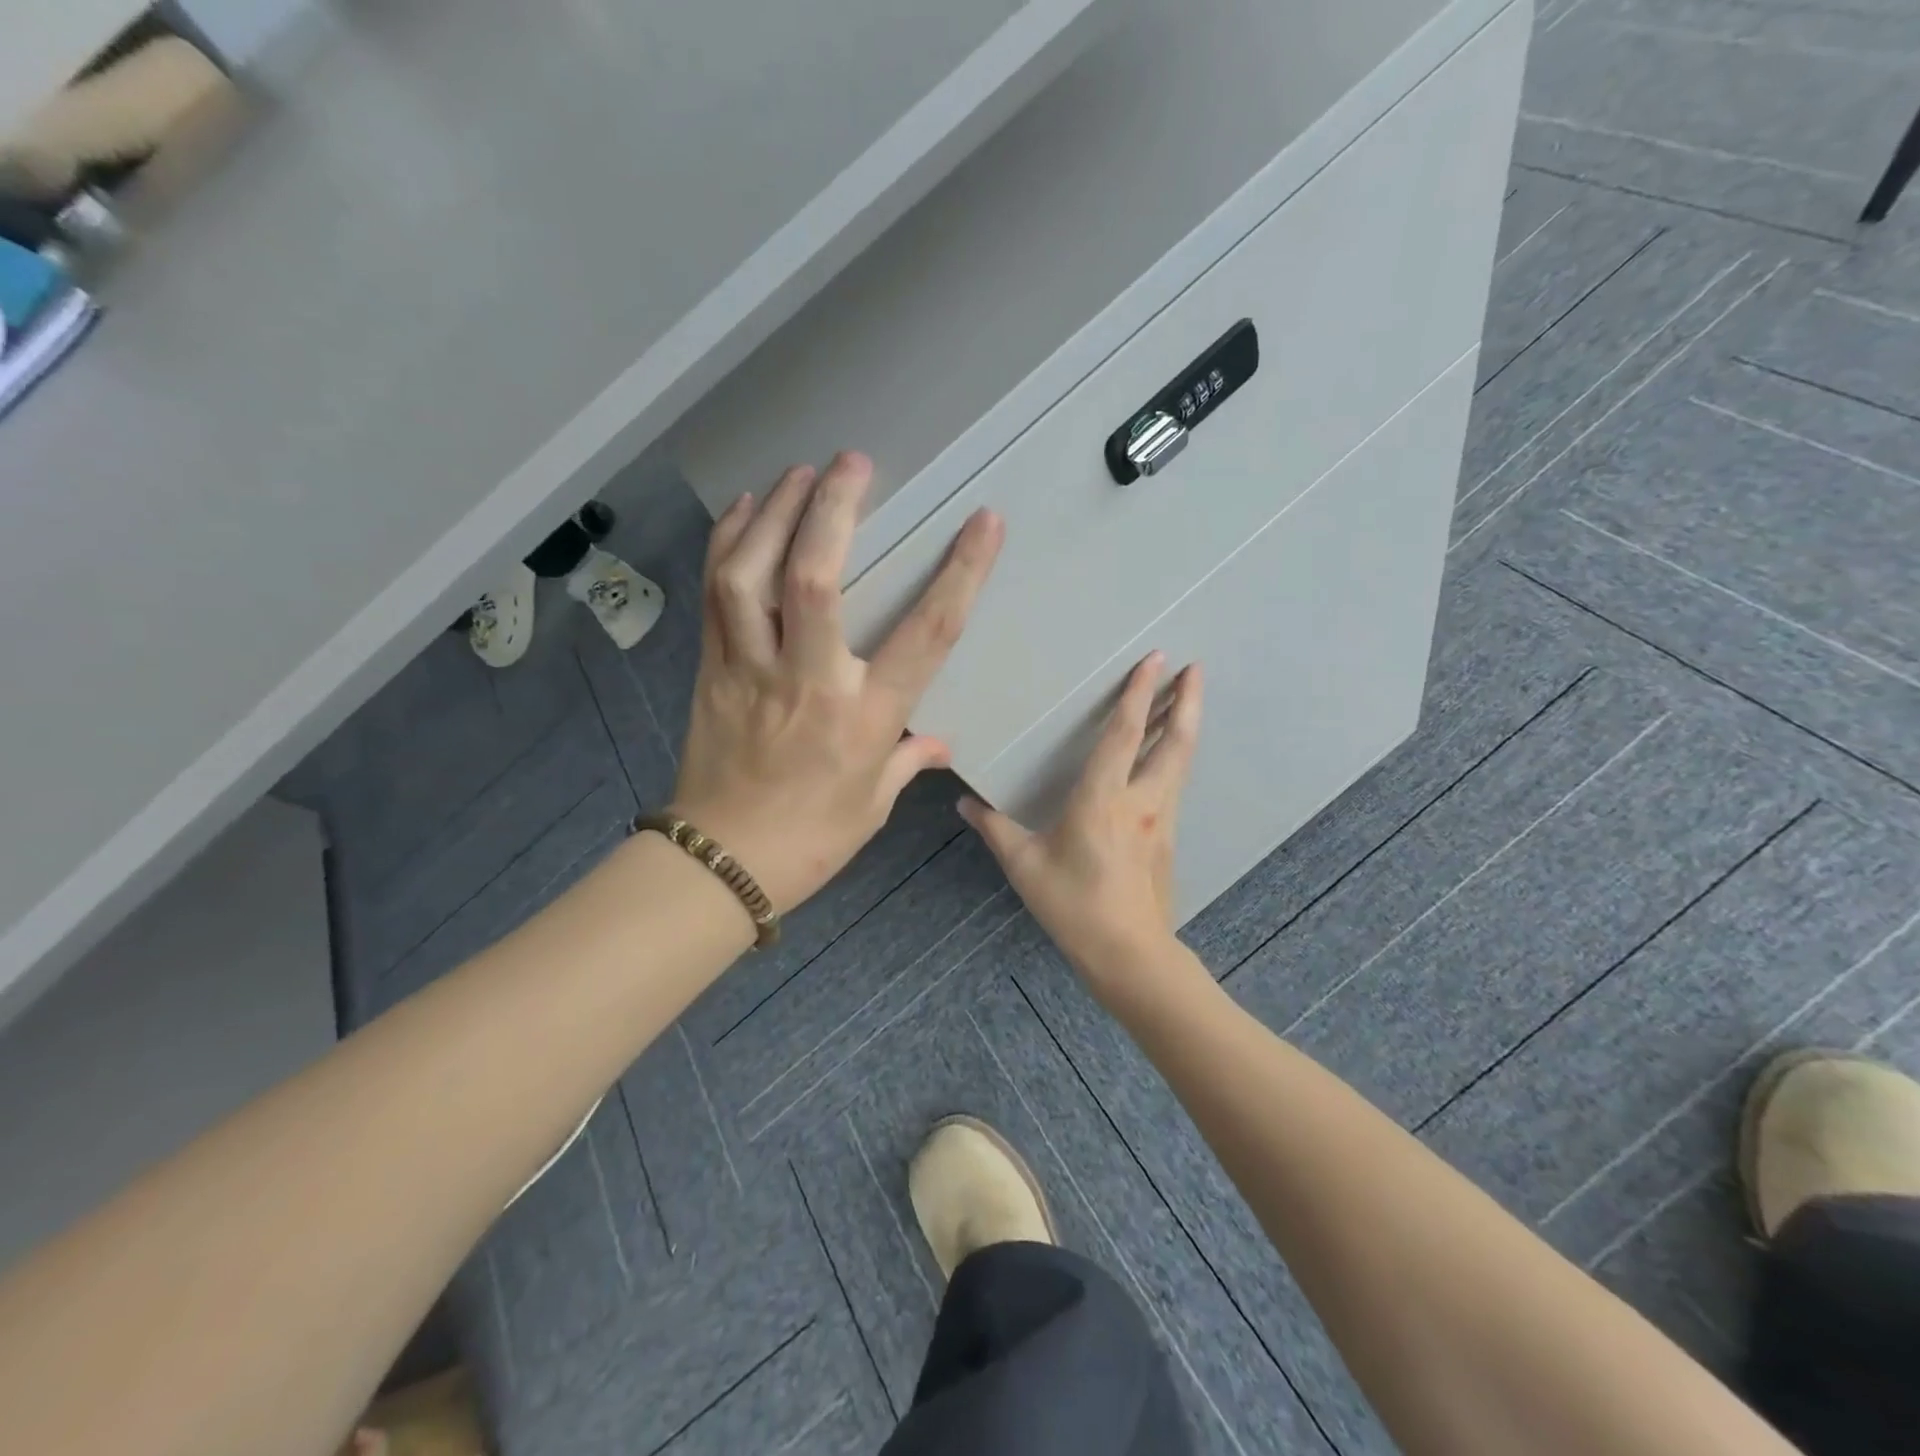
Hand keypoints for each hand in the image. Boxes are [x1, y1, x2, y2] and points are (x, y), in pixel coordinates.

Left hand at [672, 452, 1002, 912]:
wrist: (722, 862)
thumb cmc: (813, 838)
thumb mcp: (874, 802)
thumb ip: (908, 759)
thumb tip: (938, 741)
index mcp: (865, 716)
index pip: (926, 634)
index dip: (959, 573)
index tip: (984, 523)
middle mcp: (810, 680)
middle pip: (816, 579)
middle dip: (835, 510)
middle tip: (854, 461)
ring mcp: (751, 670)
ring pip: (752, 576)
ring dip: (775, 513)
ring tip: (799, 472)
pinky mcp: (711, 669)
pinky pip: (716, 595)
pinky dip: (728, 544)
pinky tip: (746, 510)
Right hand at [960, 653, 1203, 995]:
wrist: (1129, 953)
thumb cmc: (1073, 905)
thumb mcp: (1025, 865)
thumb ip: (994, 828)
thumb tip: (964, 802)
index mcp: (1102, 799)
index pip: (1124, 734)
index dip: (1139, 694)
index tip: (1156, 660)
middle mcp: (1141, 801)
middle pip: (1173, 741)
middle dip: (1186, 701)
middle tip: (1195, 667)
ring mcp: (1162, 819)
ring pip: (1181, 762)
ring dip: (1186, 725)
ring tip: (1190, 699)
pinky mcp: (1169, 838)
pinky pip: (1175, 784)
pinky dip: (1176, 757)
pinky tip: (1168, 757)